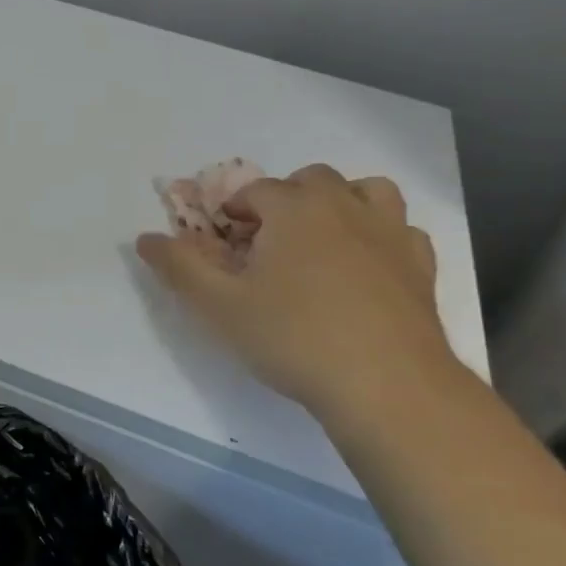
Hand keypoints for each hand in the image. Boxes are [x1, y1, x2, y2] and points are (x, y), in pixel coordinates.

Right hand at [136, 165, 456, 419]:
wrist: (387, 385)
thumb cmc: (293, 337)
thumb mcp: (218, 306)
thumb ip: (179, 266)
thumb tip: (145, 238)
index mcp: (294, 209)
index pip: (256, 190)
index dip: (234, 211)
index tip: (225, 244)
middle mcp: (345, 207)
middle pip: (312, 180)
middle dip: (285, 199)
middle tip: (267, 243)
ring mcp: (390, 233)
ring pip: (368, 191)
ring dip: (341, 203)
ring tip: (321, 239)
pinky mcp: (421, 266)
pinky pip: (400, 230)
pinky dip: (379, 235)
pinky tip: (365, 267)